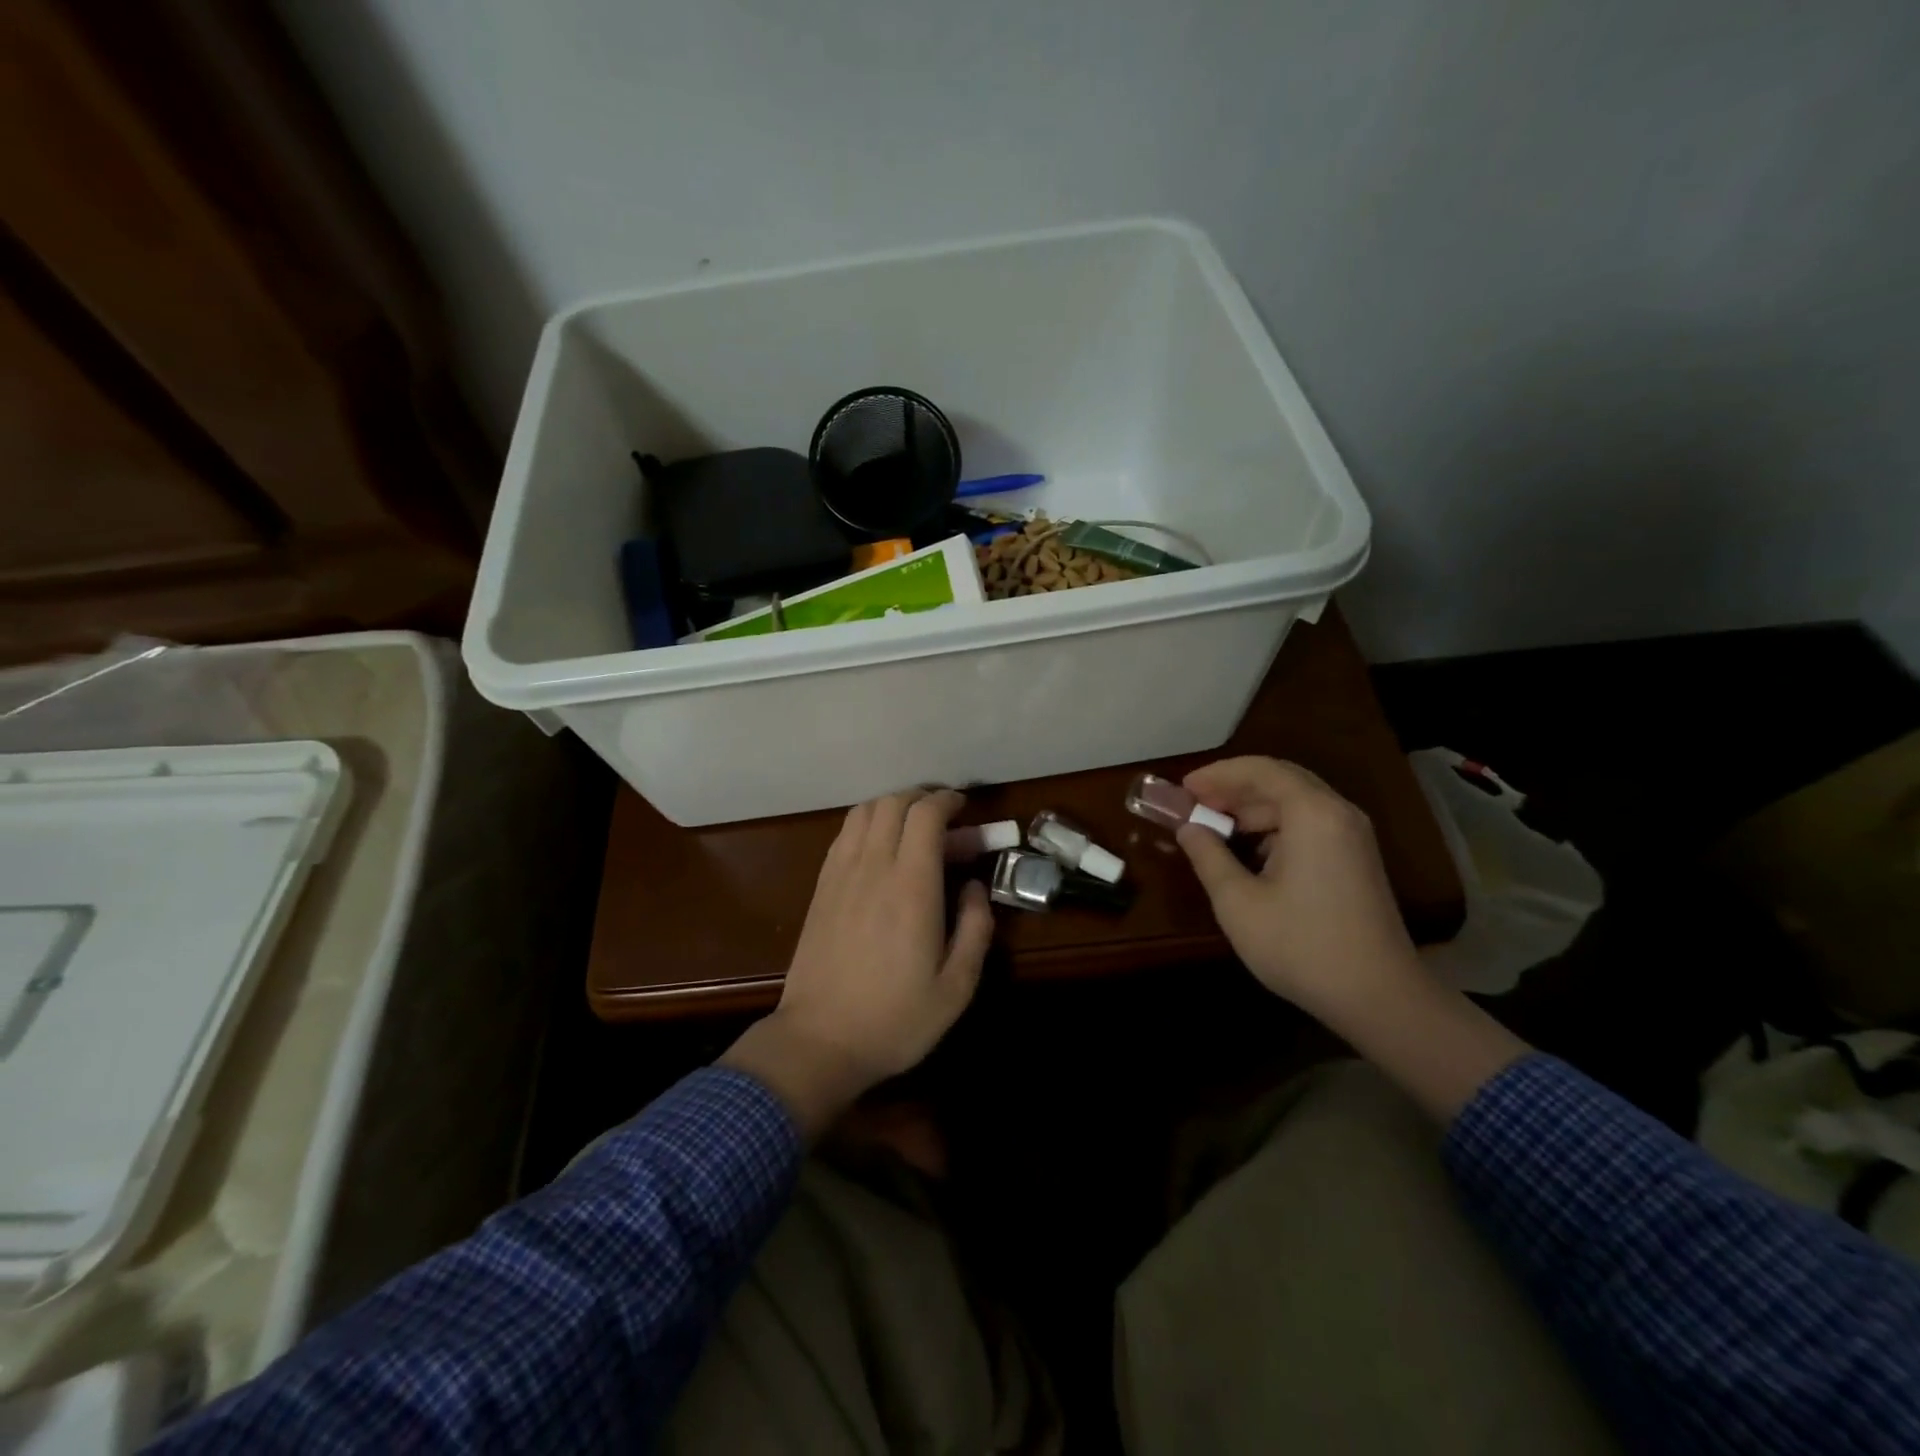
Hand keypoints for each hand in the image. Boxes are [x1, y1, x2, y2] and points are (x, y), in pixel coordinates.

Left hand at [722, 789, 993, 1136]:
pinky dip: (867, 825)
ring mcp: (840, 874)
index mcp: (911, 886)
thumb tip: (976, 886)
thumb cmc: (895, 1019)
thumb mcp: (957, 987)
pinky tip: (880, 850)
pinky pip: (844, 835)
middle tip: (945, 820)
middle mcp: (873, 867)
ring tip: (913, 829)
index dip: (947, 801)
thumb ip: (976, 928)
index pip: (925, 815)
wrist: (819, 1042)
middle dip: (923, 798)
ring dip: (893, 807)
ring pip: (864, 812)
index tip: (965, 809)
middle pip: (893, 802)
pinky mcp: (821, 888)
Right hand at [1177, 757, 1530, 1121]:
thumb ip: (1208, 857)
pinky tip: (1249, 849)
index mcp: (1312, 814)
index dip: (1217, 774)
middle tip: (1194, 803)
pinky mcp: (1356, 859)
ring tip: (1214, 825)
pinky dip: (1274, 826)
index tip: (1183, 789)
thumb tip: (1189, 829)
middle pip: (1280, 779)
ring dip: (1252, 808)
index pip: (1260, 770)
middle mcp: (1338, 813)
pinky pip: (1310, 823)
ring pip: (1296, 802)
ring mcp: (1353, 836)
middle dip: (1234, 787)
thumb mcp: (1238, 903)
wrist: (1378, 997)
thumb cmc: (1301, 945)